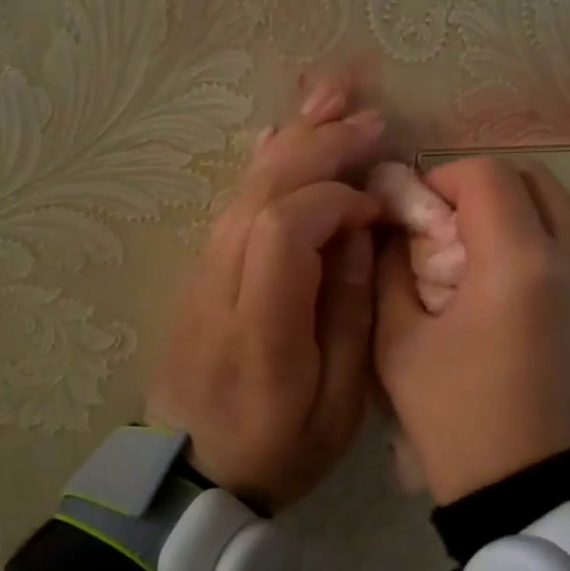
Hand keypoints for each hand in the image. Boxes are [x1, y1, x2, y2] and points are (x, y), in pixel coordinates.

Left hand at [147, 81, 384, 512]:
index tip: (377, 204)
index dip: (335, 199)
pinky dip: (263, 163)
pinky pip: (231, 204)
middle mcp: (220, 287)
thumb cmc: (278, 449)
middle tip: (369, 117)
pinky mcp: (199, 273)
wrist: (192, 475)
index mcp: (260, 328)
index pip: (285, 228)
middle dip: (318, 146)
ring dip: (291, 138)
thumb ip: (349, 313)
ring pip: (243, 189)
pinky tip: (281, 133)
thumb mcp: (338, 404)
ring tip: (332, 95)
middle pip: (261, 193)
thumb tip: (358, 232)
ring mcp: (201, 275)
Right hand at [374, 158, 569, 504]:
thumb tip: (396, 231)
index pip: (488, 175)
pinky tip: (530, 313)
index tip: (424, 210)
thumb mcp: (401, 350)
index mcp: (520, 266)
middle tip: (456, 232)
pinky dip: (554, 263)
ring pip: (569, 220)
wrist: (543, 504)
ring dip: (524, 225)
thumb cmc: (461, 427)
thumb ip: (391, 274)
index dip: (447, 177)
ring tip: (492, 273)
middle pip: (538, 182)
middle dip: (488, 191)